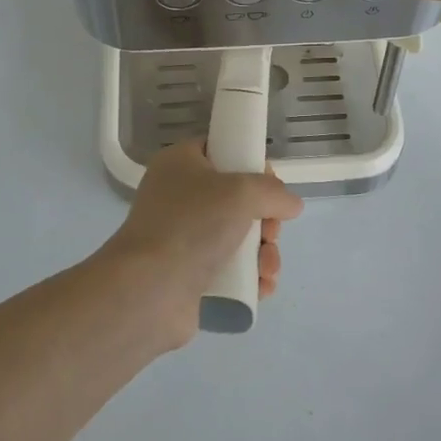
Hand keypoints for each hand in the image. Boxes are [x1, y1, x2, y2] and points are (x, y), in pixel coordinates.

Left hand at [96, 141, 303, 348]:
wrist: (150, 290)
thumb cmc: (192, 224)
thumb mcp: (241, 192)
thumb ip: (273, 191)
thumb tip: (291, 204)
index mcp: (180, 164)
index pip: (221, 150)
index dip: (250, 164)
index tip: (271, 185)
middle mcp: (178, 197)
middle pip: (236, 199)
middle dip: (265, 219)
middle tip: (270, 233)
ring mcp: (182, 238)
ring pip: (238, 237)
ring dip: (263, 253)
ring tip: (267, 269)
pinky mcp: (188, 275)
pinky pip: (230, 270)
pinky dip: (250, 277)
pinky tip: (262, 287)